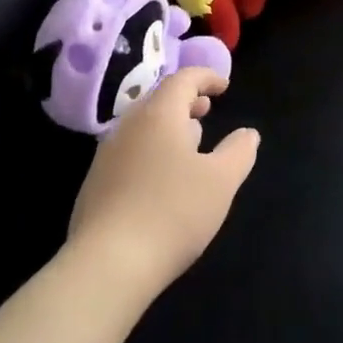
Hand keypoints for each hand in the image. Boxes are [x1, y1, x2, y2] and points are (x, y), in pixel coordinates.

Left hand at [67, 67, 257, 298]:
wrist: (107, 265)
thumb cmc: (172, 212)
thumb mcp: (221, 181)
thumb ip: (239, 151)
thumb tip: (248, 134)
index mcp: (159, 115)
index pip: (182, 79)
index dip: (206, 77)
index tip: (225, 86)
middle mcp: (128, 127)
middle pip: (158, 100)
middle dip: (185, 101)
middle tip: (207, 110)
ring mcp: (106, 156)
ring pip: (141, 128)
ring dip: (168, 127)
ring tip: (190, 143)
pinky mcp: (94, 185)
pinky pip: (129, 153)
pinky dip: (151, 151)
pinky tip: (162, 181)